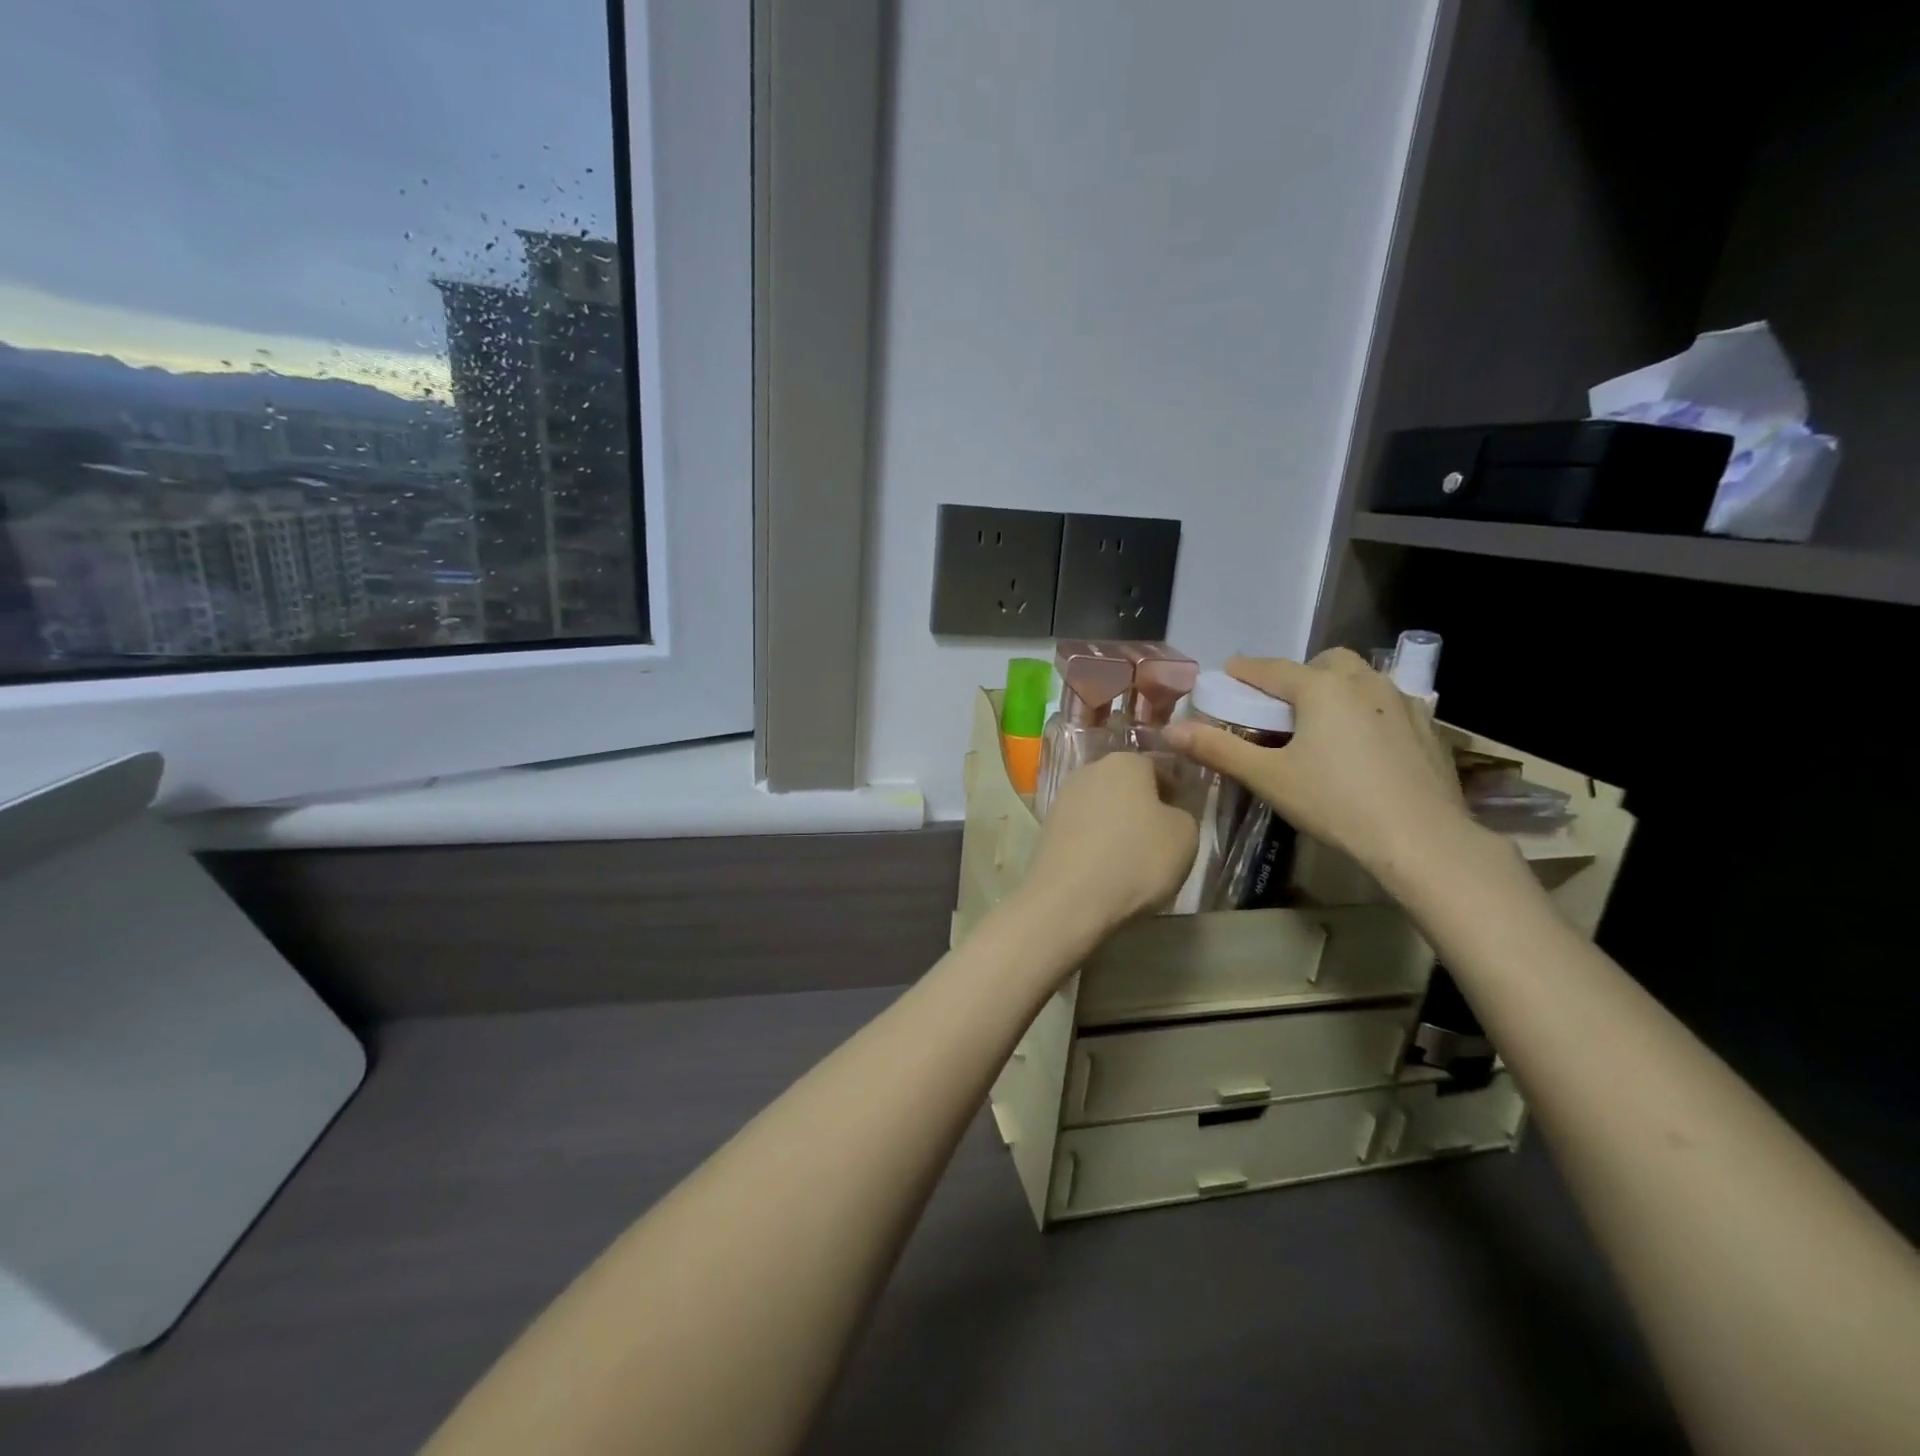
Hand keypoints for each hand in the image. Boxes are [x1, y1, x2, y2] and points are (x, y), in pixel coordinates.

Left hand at [1019, 751, 1198, 932]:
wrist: (1069, 899)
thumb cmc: (1136, 859)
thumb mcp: (1186, 836)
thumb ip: (1182, 815)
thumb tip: (1167, 814)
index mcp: (1125, 762)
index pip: (1157, 766)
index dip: (1173, 791)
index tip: (1181, 816)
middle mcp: (1088, 770)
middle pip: (1124, 784)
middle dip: (1141, 805)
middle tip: (1158, 837)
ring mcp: (1062, 798)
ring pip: (1100, 807)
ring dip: (1115, 824)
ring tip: (1130, 857)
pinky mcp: (1045, 828)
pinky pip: (1081, 830)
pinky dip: (1093, 842)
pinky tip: (1103, 867)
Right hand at [1164, 649, 1476, 881]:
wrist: (1422, 839)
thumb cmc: (1335, 803)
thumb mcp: (1268, 777)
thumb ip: (1218, 749)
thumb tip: (1170, 731)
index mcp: (1322, 687)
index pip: (1272, 669)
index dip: (1245, 671)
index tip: (1227, 674)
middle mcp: (1364, 682)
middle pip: (1325, 663)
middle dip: (1299, 676)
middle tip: (1282, 708)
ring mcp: (1402, 703)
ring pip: (1361, 681)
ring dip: (1337, 691)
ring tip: (1322, 727)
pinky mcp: (1427, 728)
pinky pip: (1387, 705)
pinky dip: (1367, 712)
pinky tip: (1363, 747)